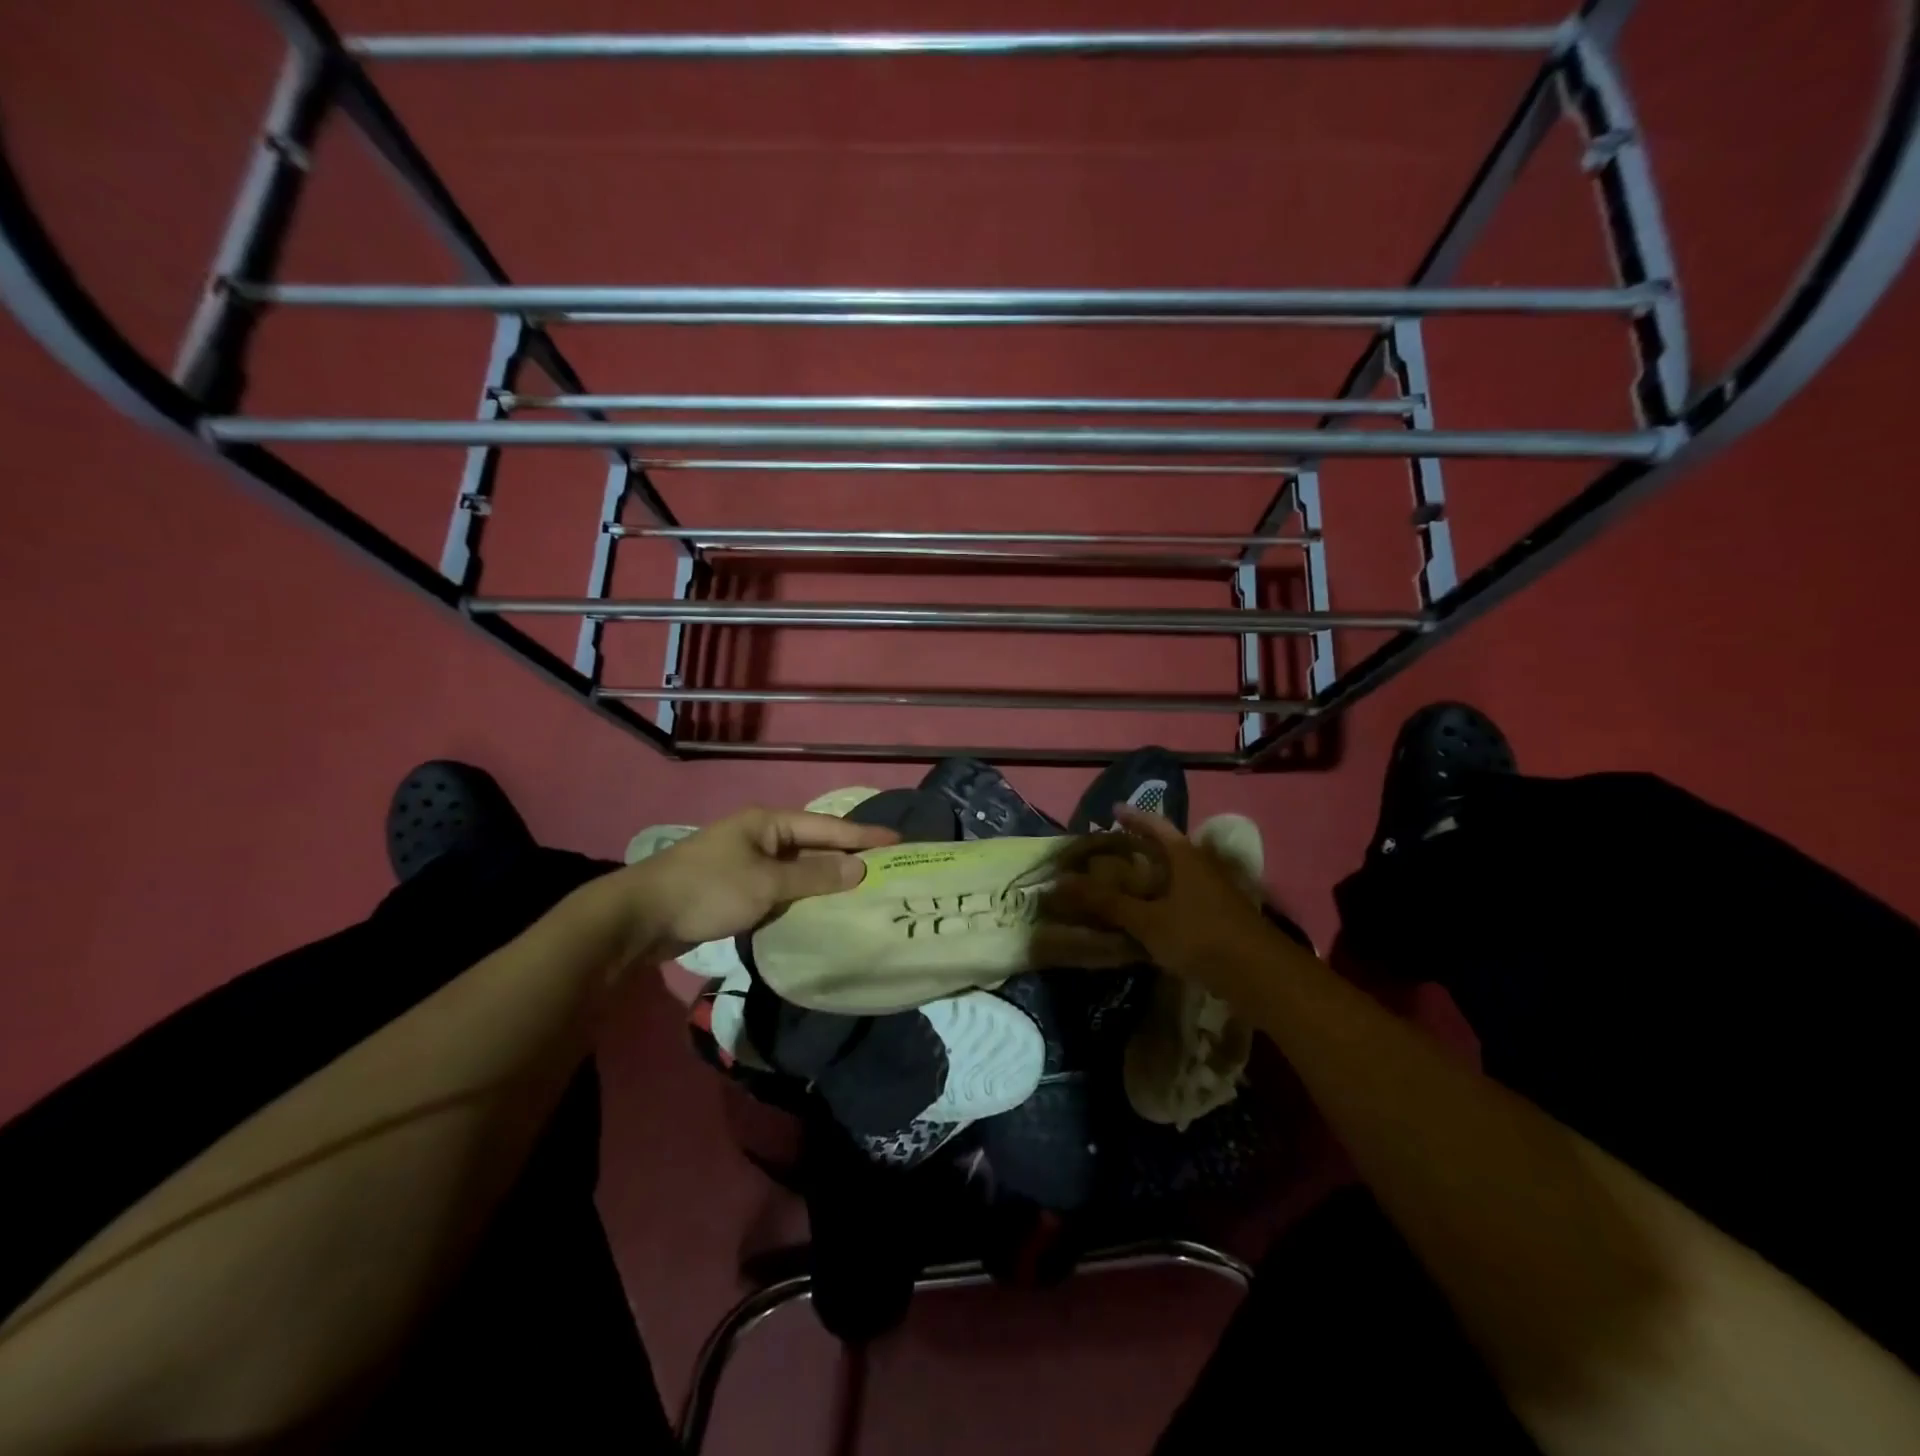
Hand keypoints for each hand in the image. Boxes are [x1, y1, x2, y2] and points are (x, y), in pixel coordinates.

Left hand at [607, 807, 899, 963]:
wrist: (641, 917)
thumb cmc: (708, 889)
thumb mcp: (766, 883)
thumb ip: (814, 877)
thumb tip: (859, 870)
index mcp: (768, 822)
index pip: (826, 827)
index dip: (862, 836)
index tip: (897, 841)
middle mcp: (760, 836)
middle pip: (814, 845)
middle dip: (847, 857)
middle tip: (885, 869)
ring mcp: (747, 862)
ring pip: (797, 869)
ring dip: (825, 880)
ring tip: (862, 891)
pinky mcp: (736, 889)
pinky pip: (781, 888)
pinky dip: (802, 896)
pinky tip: (821, 910)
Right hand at [1052, 806, 1277, 993]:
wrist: (1260, 976)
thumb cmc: (1200, 936)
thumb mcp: (1147, 920)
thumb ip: (1105, 902)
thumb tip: (1058, 883)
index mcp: (1185, 857)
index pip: (1156, 825)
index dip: (1134, 817)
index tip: (1113, 811)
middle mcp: (1202, 867)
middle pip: (1168, 849)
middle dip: (1142, 848)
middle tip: (1113, 851)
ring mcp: (1215, 893)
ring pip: (1178, 876)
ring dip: (1154, 877)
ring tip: (1126, 884)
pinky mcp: (1221, 918)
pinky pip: (1185, 898)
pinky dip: (1164, 900)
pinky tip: (1151, 916)